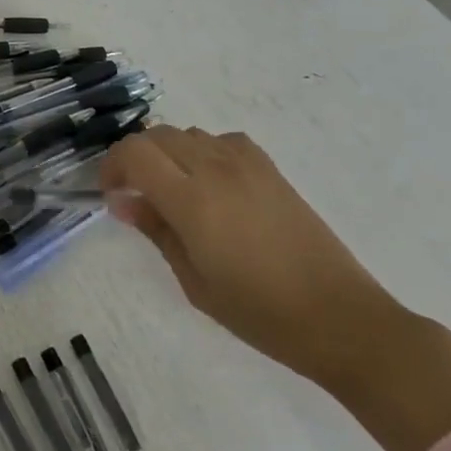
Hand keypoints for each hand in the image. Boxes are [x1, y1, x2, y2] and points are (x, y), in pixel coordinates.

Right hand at [102, 128, 450, 450]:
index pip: (135, 153)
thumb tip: (122, 202)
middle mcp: (216, 169)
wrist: (339, 317)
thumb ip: (156, 232)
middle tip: (133, 194)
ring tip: (170, 190)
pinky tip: (210, 183)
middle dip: (135, 158)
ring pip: (189, 134)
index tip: (110, 195)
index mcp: (192, 200)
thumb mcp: (194, 281)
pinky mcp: (270, 169)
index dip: (112, 166)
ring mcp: (247, 164)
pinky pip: (222, 140)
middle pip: (158, 136)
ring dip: (168, 153)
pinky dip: (203, 150)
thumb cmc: (259, 312)